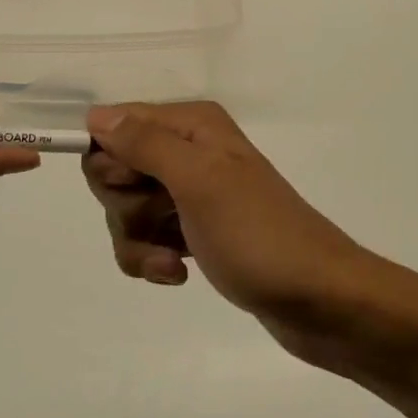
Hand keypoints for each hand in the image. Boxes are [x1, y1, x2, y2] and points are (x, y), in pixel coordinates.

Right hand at [82, 102, 403, 366]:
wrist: (320, 301)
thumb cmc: (258, 235)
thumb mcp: (199, 181)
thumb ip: (145, 144)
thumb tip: (96, 116)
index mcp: (191, 126)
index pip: (115, 127)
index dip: (112, 163)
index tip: (135, 187)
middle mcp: (188, 152)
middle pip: (115, 172)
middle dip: (126, 206)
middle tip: (163, 218)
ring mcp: (191, 194)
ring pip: (126, 211)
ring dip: (139, 241)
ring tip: (172, 261)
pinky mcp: (194, 232)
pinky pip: (147, 239)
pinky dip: (153, 258)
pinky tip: (179, 274)